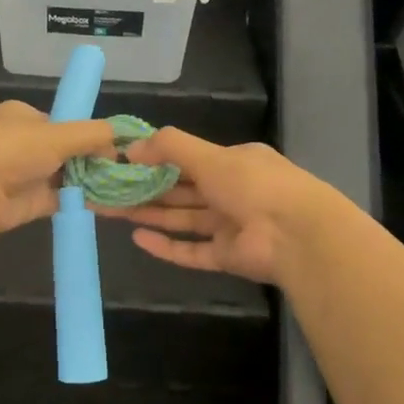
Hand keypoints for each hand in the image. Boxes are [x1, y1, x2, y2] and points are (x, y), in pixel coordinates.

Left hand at [0, 102, 116, 236]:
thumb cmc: (11, 148)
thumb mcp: (59, 133)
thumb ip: (92, 135)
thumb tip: (120, 140)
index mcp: (23, 117)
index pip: (63, 124)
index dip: (88, 135)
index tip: (114, 147)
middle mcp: (23, 144)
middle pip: (66, 152)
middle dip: (91, 160)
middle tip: (122, 170)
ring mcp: (24, 176)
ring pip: (64, 177)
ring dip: (88, 182)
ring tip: (123, 188)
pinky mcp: (27, 205)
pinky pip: (60, 201)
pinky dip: (80, 202)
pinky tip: (106, 205)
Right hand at [93, 128, 339, 284]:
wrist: (297, 235)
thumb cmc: (253, 184)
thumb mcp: (210, 155)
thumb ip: (169, 147)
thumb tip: (129, 148)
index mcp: (234, 163)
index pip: (189, 159)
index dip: (155, 159)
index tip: (123, 162)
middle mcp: (231, 192)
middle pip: (180, 190)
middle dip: (144, 188)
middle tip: (106, 189)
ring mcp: (229, 226)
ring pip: (181, 219)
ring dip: (148, 214)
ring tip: (109, 211)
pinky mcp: (226, 257)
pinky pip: (190, 250)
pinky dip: (165, 245)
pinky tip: (137, 238)